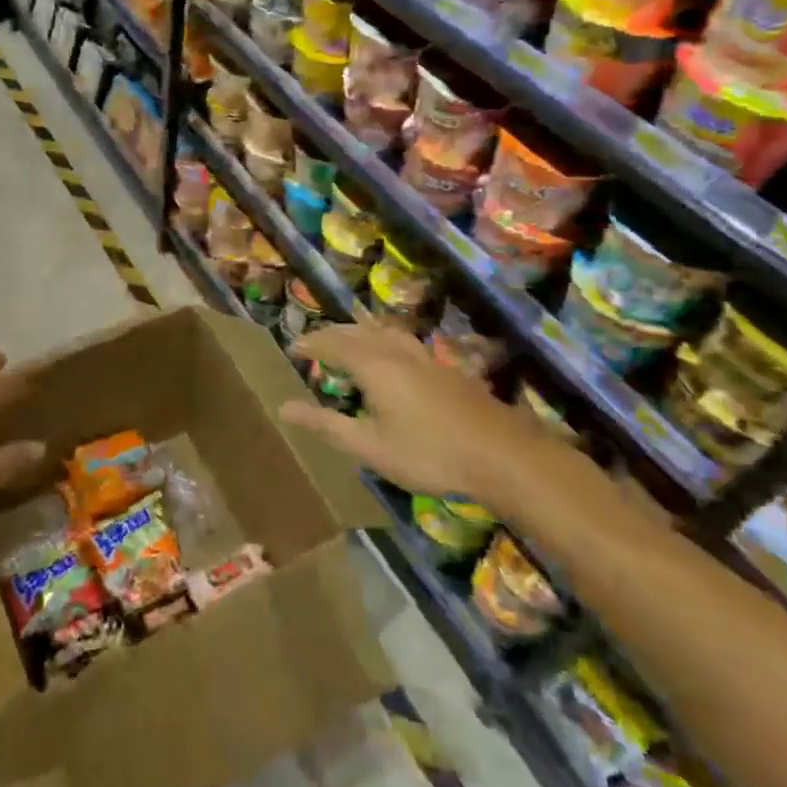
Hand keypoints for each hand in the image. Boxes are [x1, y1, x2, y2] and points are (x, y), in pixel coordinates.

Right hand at [278, 323, 550, 507]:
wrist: (503, 456)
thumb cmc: (429, 454)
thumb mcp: (370, 446)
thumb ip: (326, 424)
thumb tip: (283, 408)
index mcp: (375, 367)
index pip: (334, 344)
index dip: (312, 343)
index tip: (293, 346)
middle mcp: (398, 353)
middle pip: (360, 332)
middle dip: (333, 333)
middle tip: (315, 341)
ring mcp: (427, 359)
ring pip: (387, 332)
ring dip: (362, 331)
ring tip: (350, 337)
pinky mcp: (448, 371)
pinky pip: (406, 342)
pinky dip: (386, 340)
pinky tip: (395, 357)